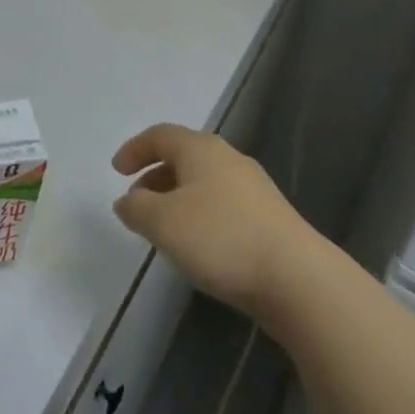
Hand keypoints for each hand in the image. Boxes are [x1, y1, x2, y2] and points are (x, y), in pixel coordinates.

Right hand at [112, 124, 318, 322]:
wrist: (297, 278)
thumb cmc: (221, 238)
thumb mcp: (164, 223)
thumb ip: (137, 208)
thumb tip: (127, 200)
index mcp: (200, 148)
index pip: (160, 135)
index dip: (135, 149)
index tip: (116, 170)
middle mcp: (228, 158)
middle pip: (183, 156)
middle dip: (156, 176)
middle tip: (137, 201)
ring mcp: (253, 187)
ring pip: (204, 182)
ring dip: (178, 197)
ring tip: (164, 228)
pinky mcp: (269, 217)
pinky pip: (222, 203)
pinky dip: (201, 214)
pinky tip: (199, 245)